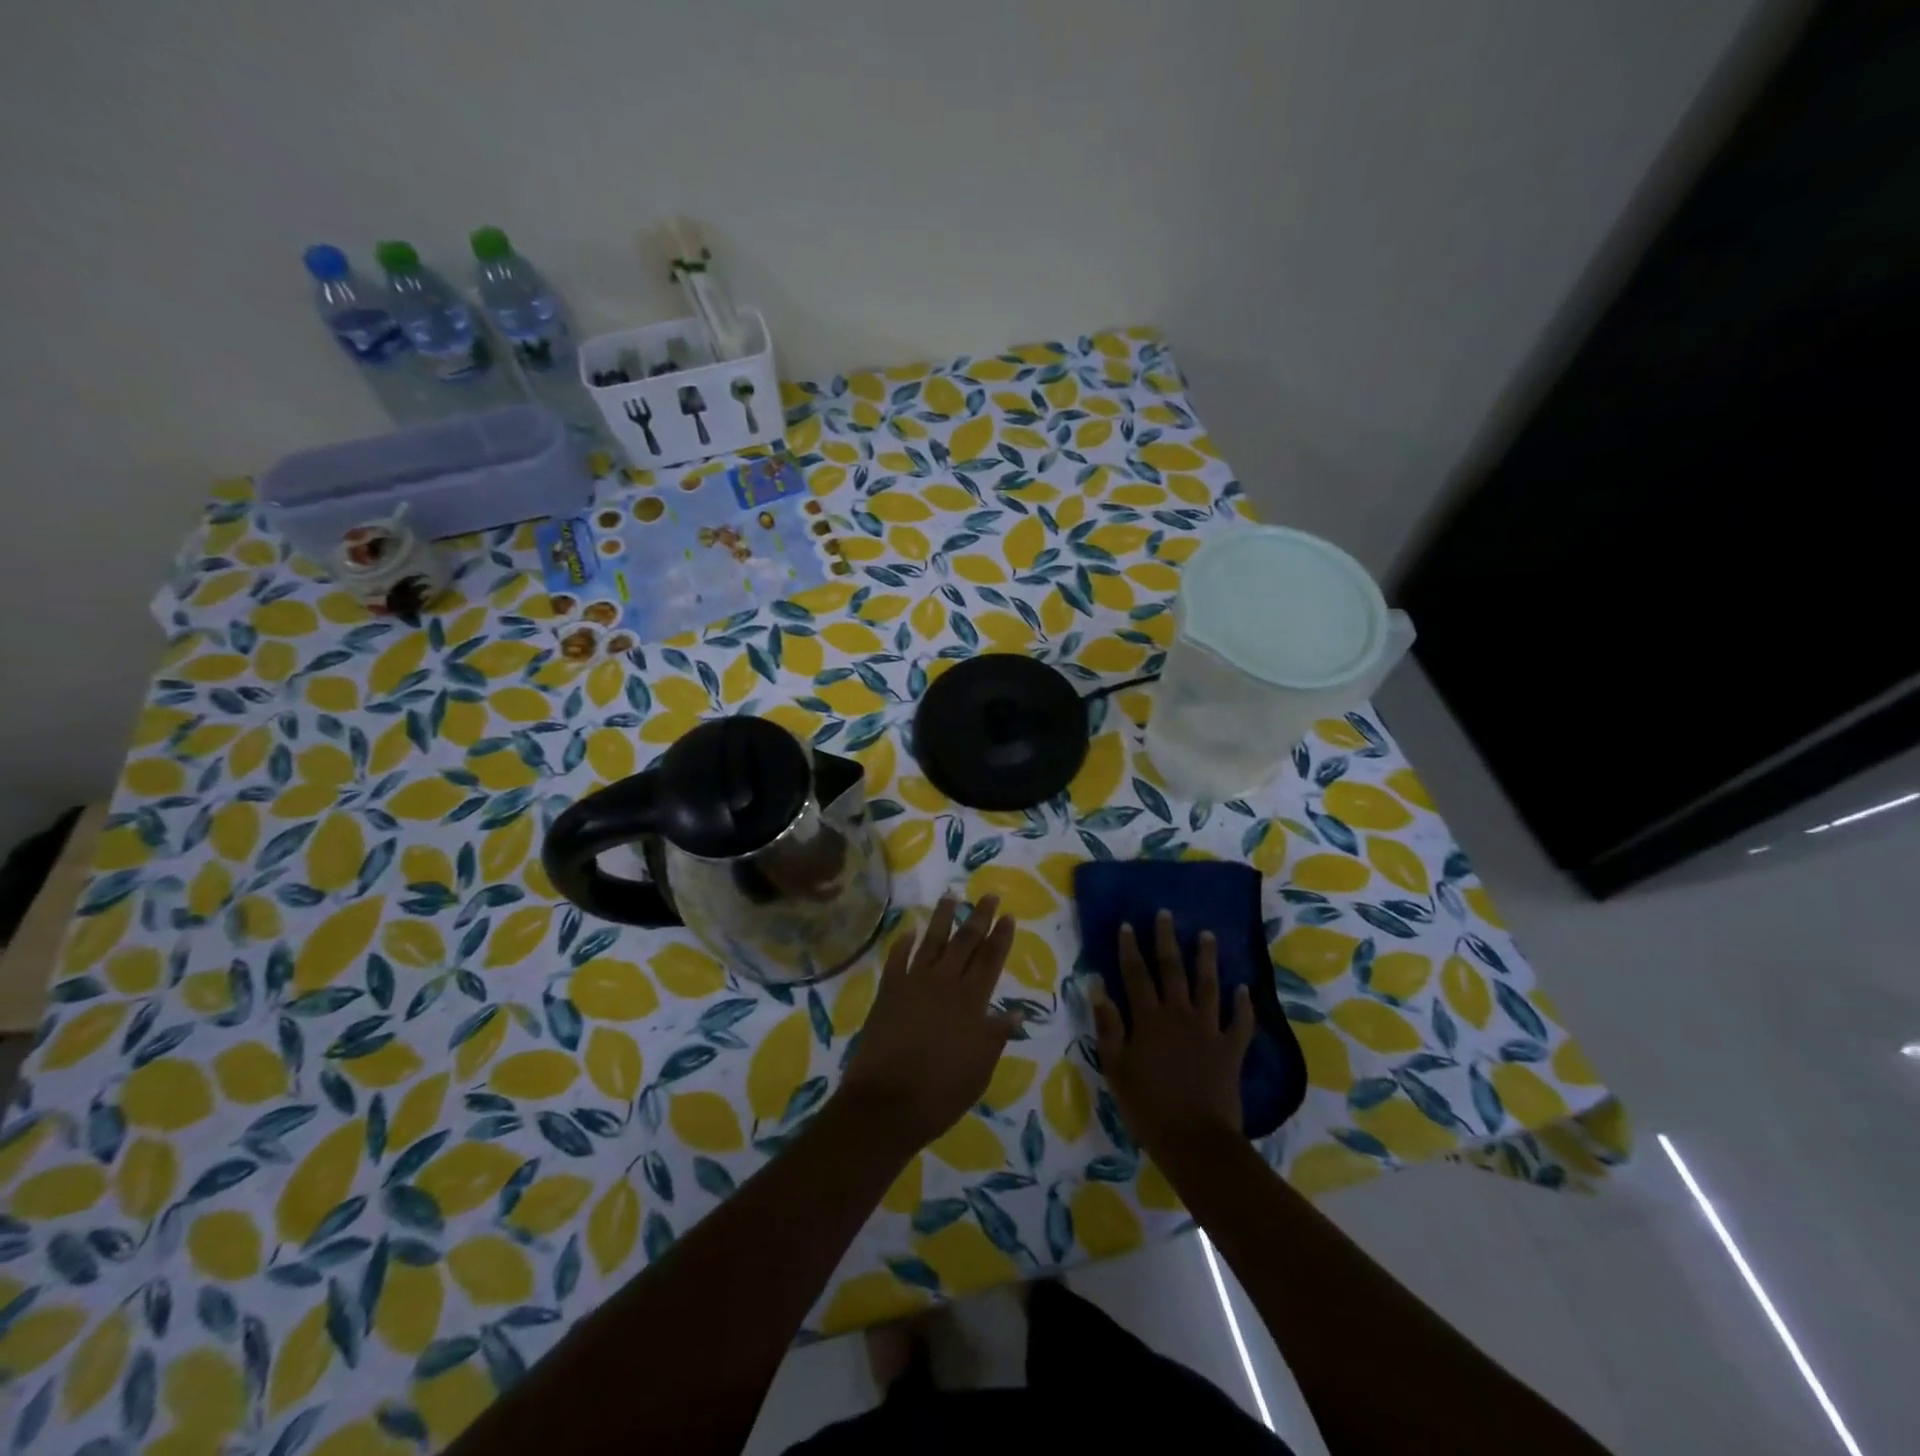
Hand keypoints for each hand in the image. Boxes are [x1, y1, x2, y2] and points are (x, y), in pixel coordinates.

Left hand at [836, 895, 1021, 1154]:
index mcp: (971, 1002)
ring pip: (931, 942)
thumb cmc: (941, 1091)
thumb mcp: (980, 1069)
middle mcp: (944, 984)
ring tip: (950, 897)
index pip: (990, 960)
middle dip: (978, 917)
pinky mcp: (888, 992)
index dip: (1000, 937)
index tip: (1008, 915)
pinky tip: (908, 932)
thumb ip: (996, 1036)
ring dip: (942, 919)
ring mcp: (913, 984)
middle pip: (965, 942)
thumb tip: (1016, 1012)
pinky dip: (903, 944)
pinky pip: (897, 960)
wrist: (886, 1102)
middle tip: (988, 895)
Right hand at [1091, 910, 1253, 1156]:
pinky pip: (1240, 1022)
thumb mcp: (1115, 1068)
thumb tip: (1097, 988)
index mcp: (1149, 1018)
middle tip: (1166, 914)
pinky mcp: (1231, 1049)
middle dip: (1167, 940)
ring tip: (1207, 935)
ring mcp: (1209, 1030)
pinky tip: (1243, 988)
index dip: (1130, 948)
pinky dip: (1243, 1004)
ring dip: (1207, 959)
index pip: (1136, 974)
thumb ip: (1108, 1027)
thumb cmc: (1148, 1106)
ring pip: (1208, 986)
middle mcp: (1179, 1014)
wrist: (1195, 1140)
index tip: (1128, 924)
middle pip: (1172, 970)